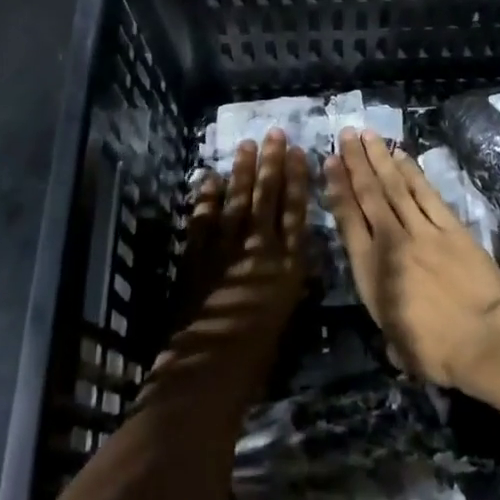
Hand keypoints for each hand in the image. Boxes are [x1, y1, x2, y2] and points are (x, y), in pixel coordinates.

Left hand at [143, 131, 308, 417]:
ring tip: (246, 146)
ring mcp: (228, 247)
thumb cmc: (259, 349)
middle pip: (268, 196)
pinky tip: (210, 178)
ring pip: (238, 200)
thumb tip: (292, 249)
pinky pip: (204, 218)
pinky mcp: (199, 254)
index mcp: (289, 262)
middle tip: (273, 134)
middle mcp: (261, 247)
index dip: (297, 179)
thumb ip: (289, 274)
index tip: (299, 152)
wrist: (213, 365)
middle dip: (271, 163)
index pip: (296, 210)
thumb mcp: (288, 308)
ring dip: (242, 171)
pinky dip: (207, 198)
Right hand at [327, 129, 499, 390]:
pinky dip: (412, 172)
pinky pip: (426, 193)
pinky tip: (401, 156)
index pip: (348, 221)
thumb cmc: (435, 352)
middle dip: (355, 163)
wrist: (484, 341)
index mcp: (370, 272)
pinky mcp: (451, 228)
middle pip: (369, 195)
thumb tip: (391, 329)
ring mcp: (422, 231)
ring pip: (395, 187)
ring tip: (366, 135)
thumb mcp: (395, 341)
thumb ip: (388, 320)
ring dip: (379, 159)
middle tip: (345, 135)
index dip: (337, 189)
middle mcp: (391, 243)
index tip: (329, 163)